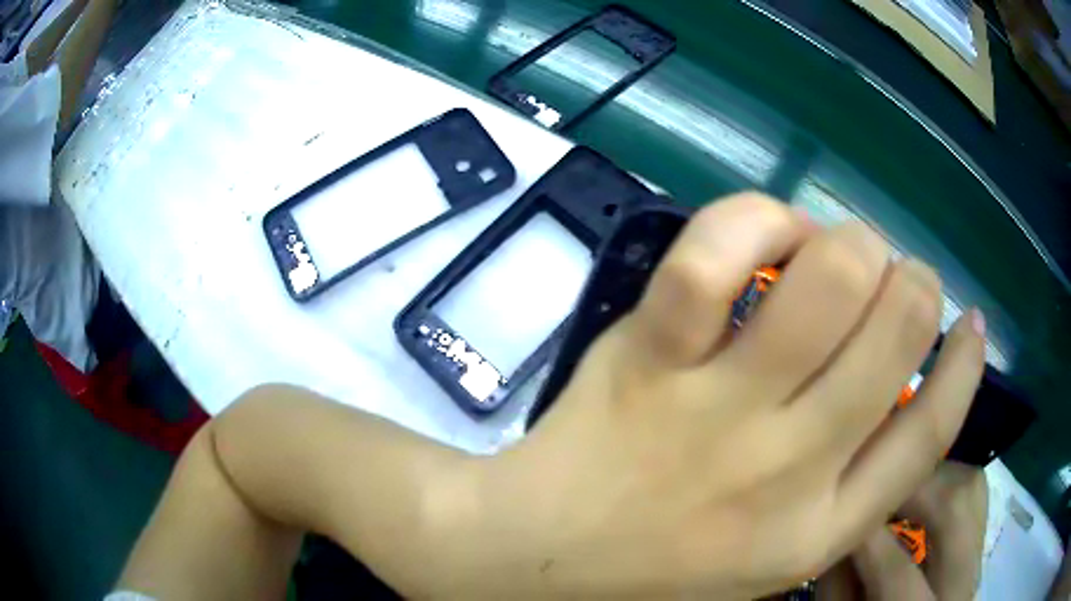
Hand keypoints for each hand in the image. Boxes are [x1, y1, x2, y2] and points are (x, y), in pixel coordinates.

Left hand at [431, 193, 987, 597]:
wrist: (536, 557)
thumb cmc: (660, 567)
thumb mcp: (774, 557)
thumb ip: (845, 485)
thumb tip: (898, 384)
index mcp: (820, 531)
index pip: (930, 436)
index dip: (964, 367)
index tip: (971, 322)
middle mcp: (789, 469)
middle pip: (897, 331)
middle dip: (911, 278)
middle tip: (892, 271)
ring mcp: (717, 411)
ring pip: (832, 278)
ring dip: (851, 241)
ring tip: (835, 247)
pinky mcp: (649, 358)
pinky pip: (716, 256)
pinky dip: (755, 220)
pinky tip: (764, 231)